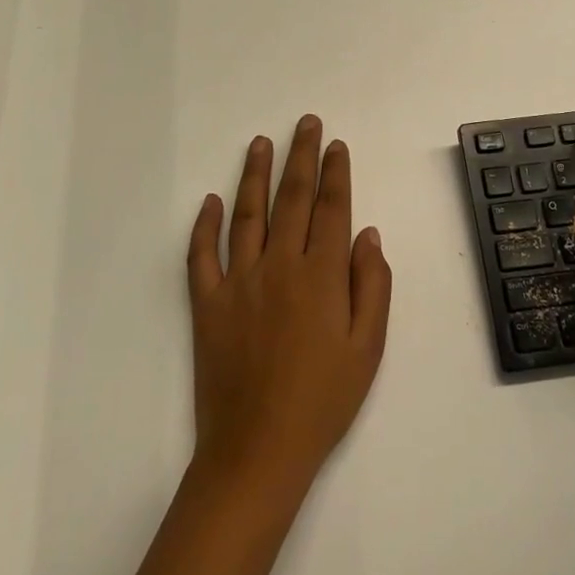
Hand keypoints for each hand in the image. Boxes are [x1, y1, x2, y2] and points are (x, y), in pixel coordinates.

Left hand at [187, 116, 391, 491]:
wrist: (258, 451)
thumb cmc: (323, 401)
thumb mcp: (368, 348)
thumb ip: (372, 285)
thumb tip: (367, 233)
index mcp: (321, 275)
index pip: (332, 208)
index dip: (336, 173)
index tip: (337, 145)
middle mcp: (279, 266)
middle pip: (293, 198)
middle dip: (302, 156)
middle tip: (306, 123)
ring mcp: (238, 282)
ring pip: (247, 214)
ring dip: (255, 174)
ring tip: (261, 142)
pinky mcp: (207, 304)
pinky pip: (201, 255)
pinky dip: (204, 225)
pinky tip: (210, 200)